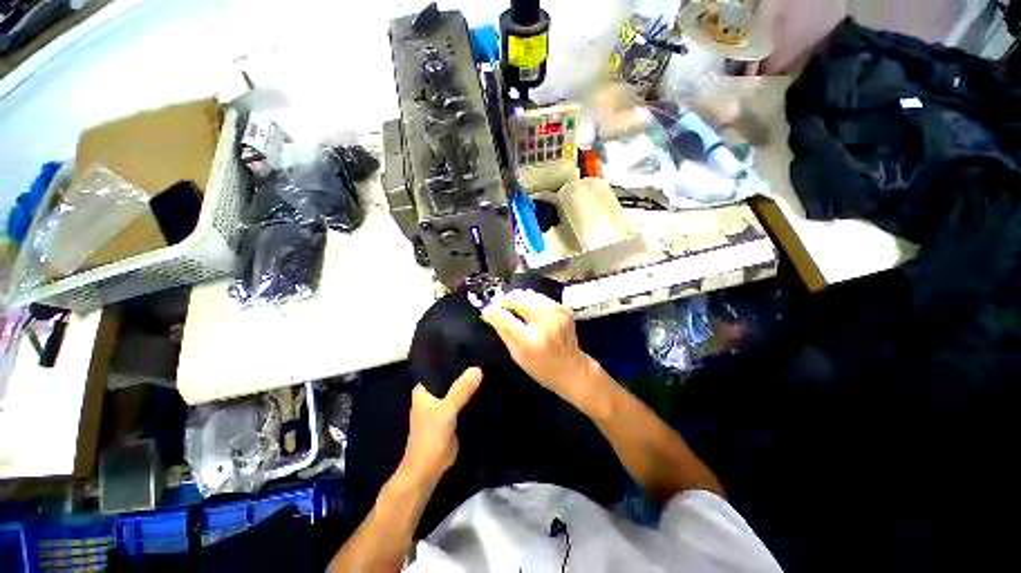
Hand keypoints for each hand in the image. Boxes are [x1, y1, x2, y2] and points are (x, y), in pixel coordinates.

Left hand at [399, 367, 482, 487]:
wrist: (428, 471)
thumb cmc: (430, 439)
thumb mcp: (445, 412)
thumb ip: (460, 391)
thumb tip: (477, 368)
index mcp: (424, 389)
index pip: (440, 366)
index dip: (455, 358)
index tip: (473, 347)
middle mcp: (433, 393)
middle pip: (451, 377)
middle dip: (465, 370)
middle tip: (485, 357)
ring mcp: (443, 404)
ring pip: (458, 388)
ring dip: (470, 383)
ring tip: (489, 367)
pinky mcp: (452, 414)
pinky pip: (464, 400)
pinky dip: (472, 395)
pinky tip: (487, 386)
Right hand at [481, 290, 600, 409]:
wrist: (573, 369)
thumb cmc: (541, 368)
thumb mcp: (517, 354)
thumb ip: (503, 331)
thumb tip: (489, 313)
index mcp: (531, 339)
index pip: (505, 316)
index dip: (492, 311)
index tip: (486, 311)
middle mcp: (545, 321)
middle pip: (518, 297)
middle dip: (505, 300)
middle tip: (499, 307)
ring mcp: (557, 311)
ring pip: (529, 293)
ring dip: (517, 299)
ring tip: (513, 309)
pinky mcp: (563, 307)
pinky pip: (540, 297)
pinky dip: (530, 301)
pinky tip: (529, 311)